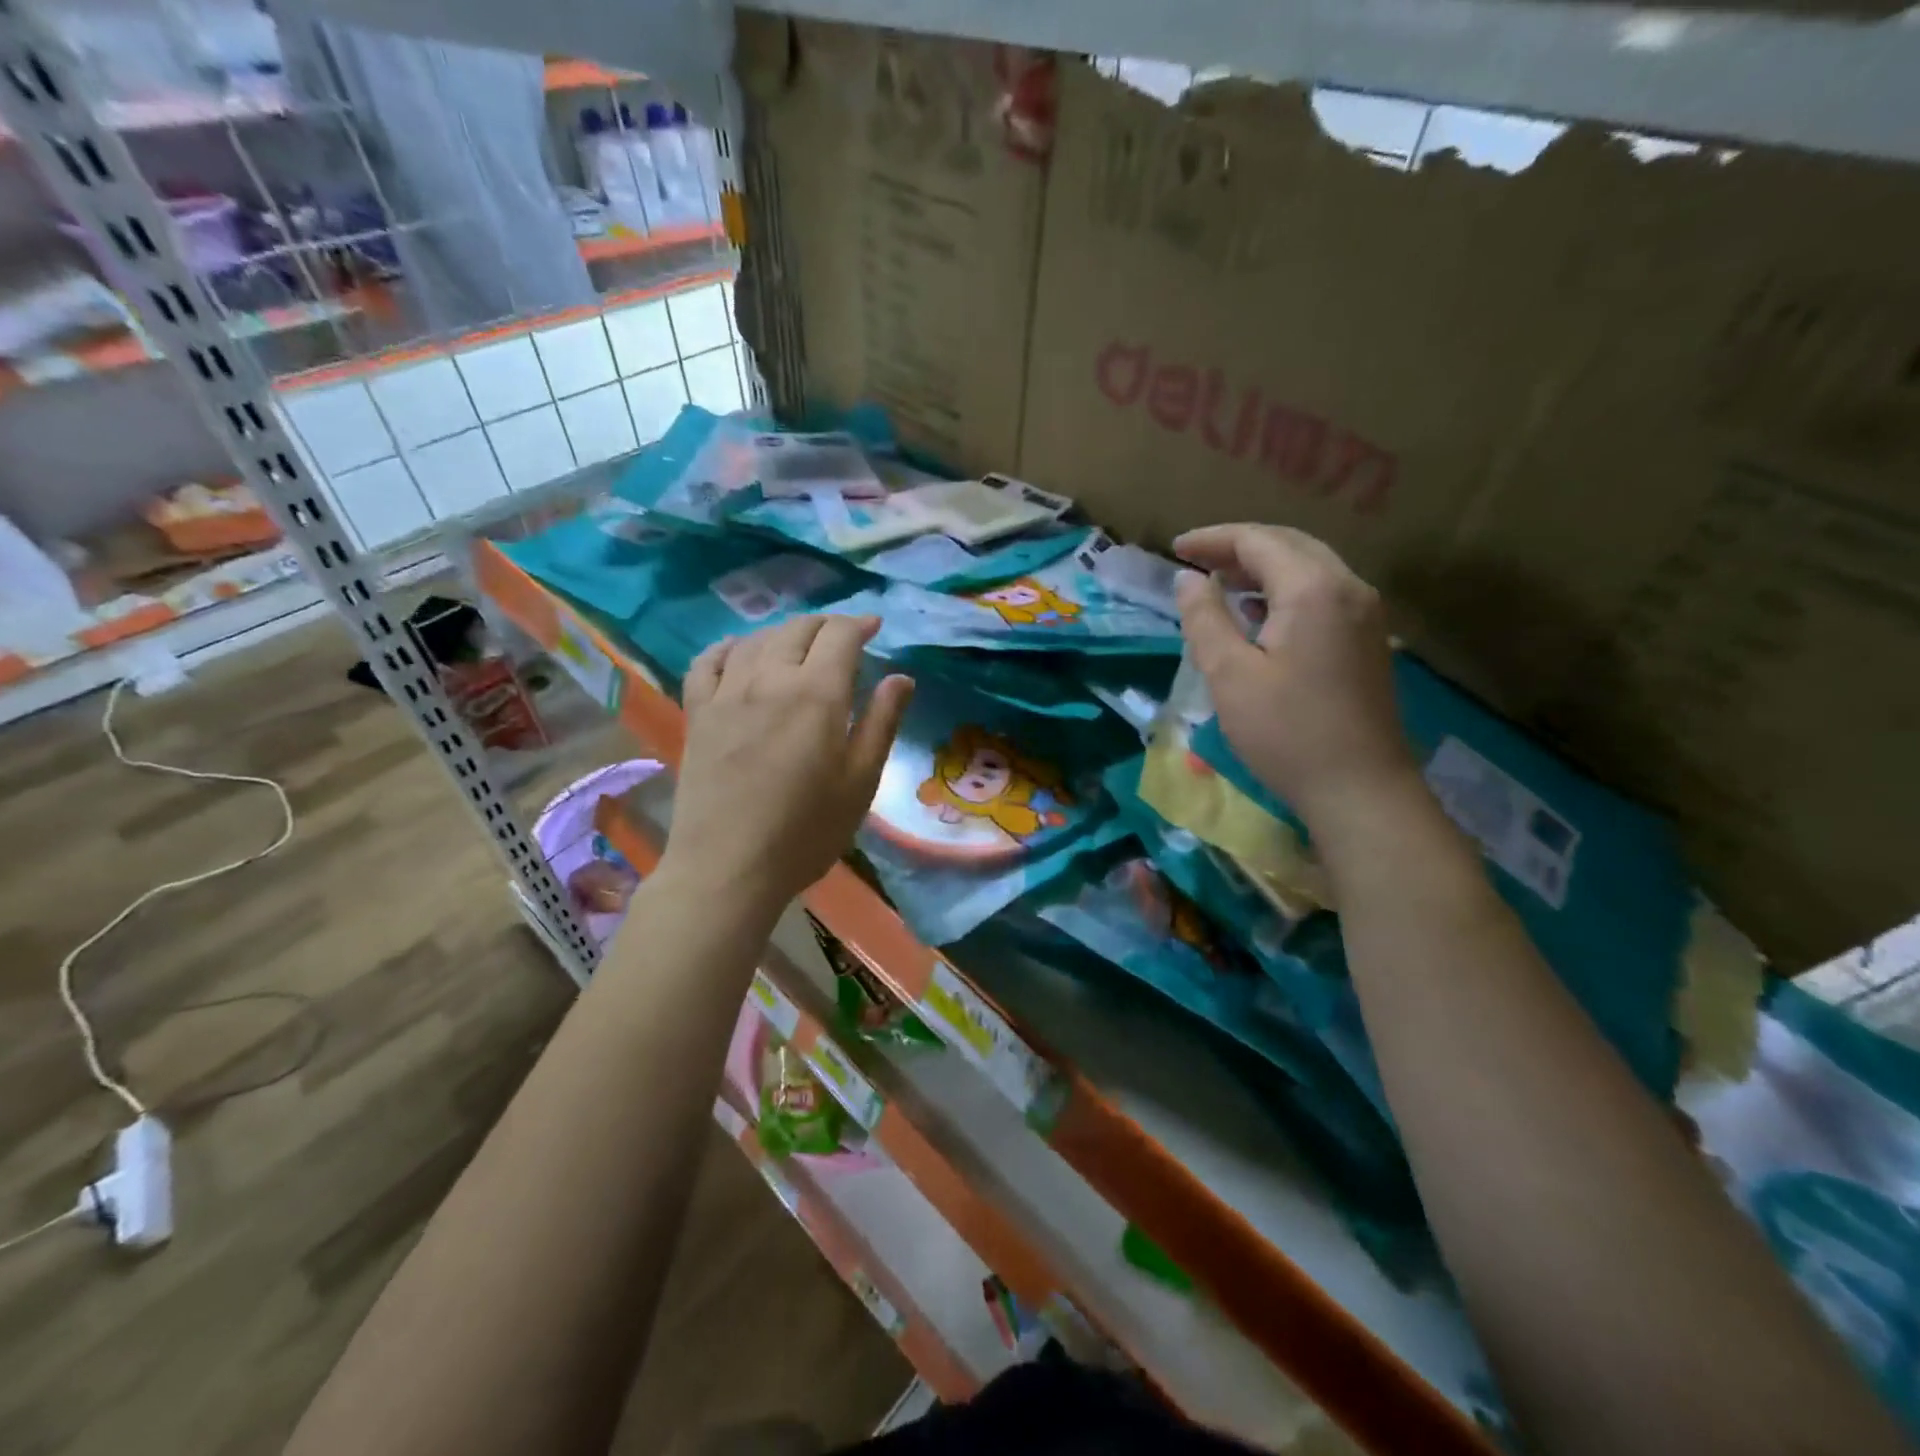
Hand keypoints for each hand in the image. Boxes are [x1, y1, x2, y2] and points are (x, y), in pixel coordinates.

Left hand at [663, 614, 912, 921]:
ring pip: (756, 640)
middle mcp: (770, 678)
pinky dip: (729, 648)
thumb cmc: (807, 831)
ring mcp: (727, 693)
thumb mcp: (861, 781)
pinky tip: (739, 653)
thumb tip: (901, 677)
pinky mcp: (698, 713)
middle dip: (825, 625)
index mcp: (817, 693)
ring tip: (799, 646)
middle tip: (843, 639)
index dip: (859, 624)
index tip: (874, 629)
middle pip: (798, 629)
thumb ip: (881, 722)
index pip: (839, 634)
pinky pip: (708, 662)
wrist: (729, 867)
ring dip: (784, 634)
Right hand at [1173, 523, 1413, 828]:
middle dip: (1238, 547)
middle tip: (1194, 560)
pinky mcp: (1368, 640)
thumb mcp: (1230, 675)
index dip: (1213, 540)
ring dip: (1263, 567)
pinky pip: (1323, 593)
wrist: (1360, 790)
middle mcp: (1348, 588)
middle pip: (1289, 545)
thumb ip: (1205, 618)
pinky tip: (1259, 613)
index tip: (1174, 549)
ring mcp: (1365, 614)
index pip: (1258, 541)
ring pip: (1309, 567)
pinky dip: (1285, 590)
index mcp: (1313, 589)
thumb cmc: (1286, 733)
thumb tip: (1187, 579)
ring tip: (1219, 582)